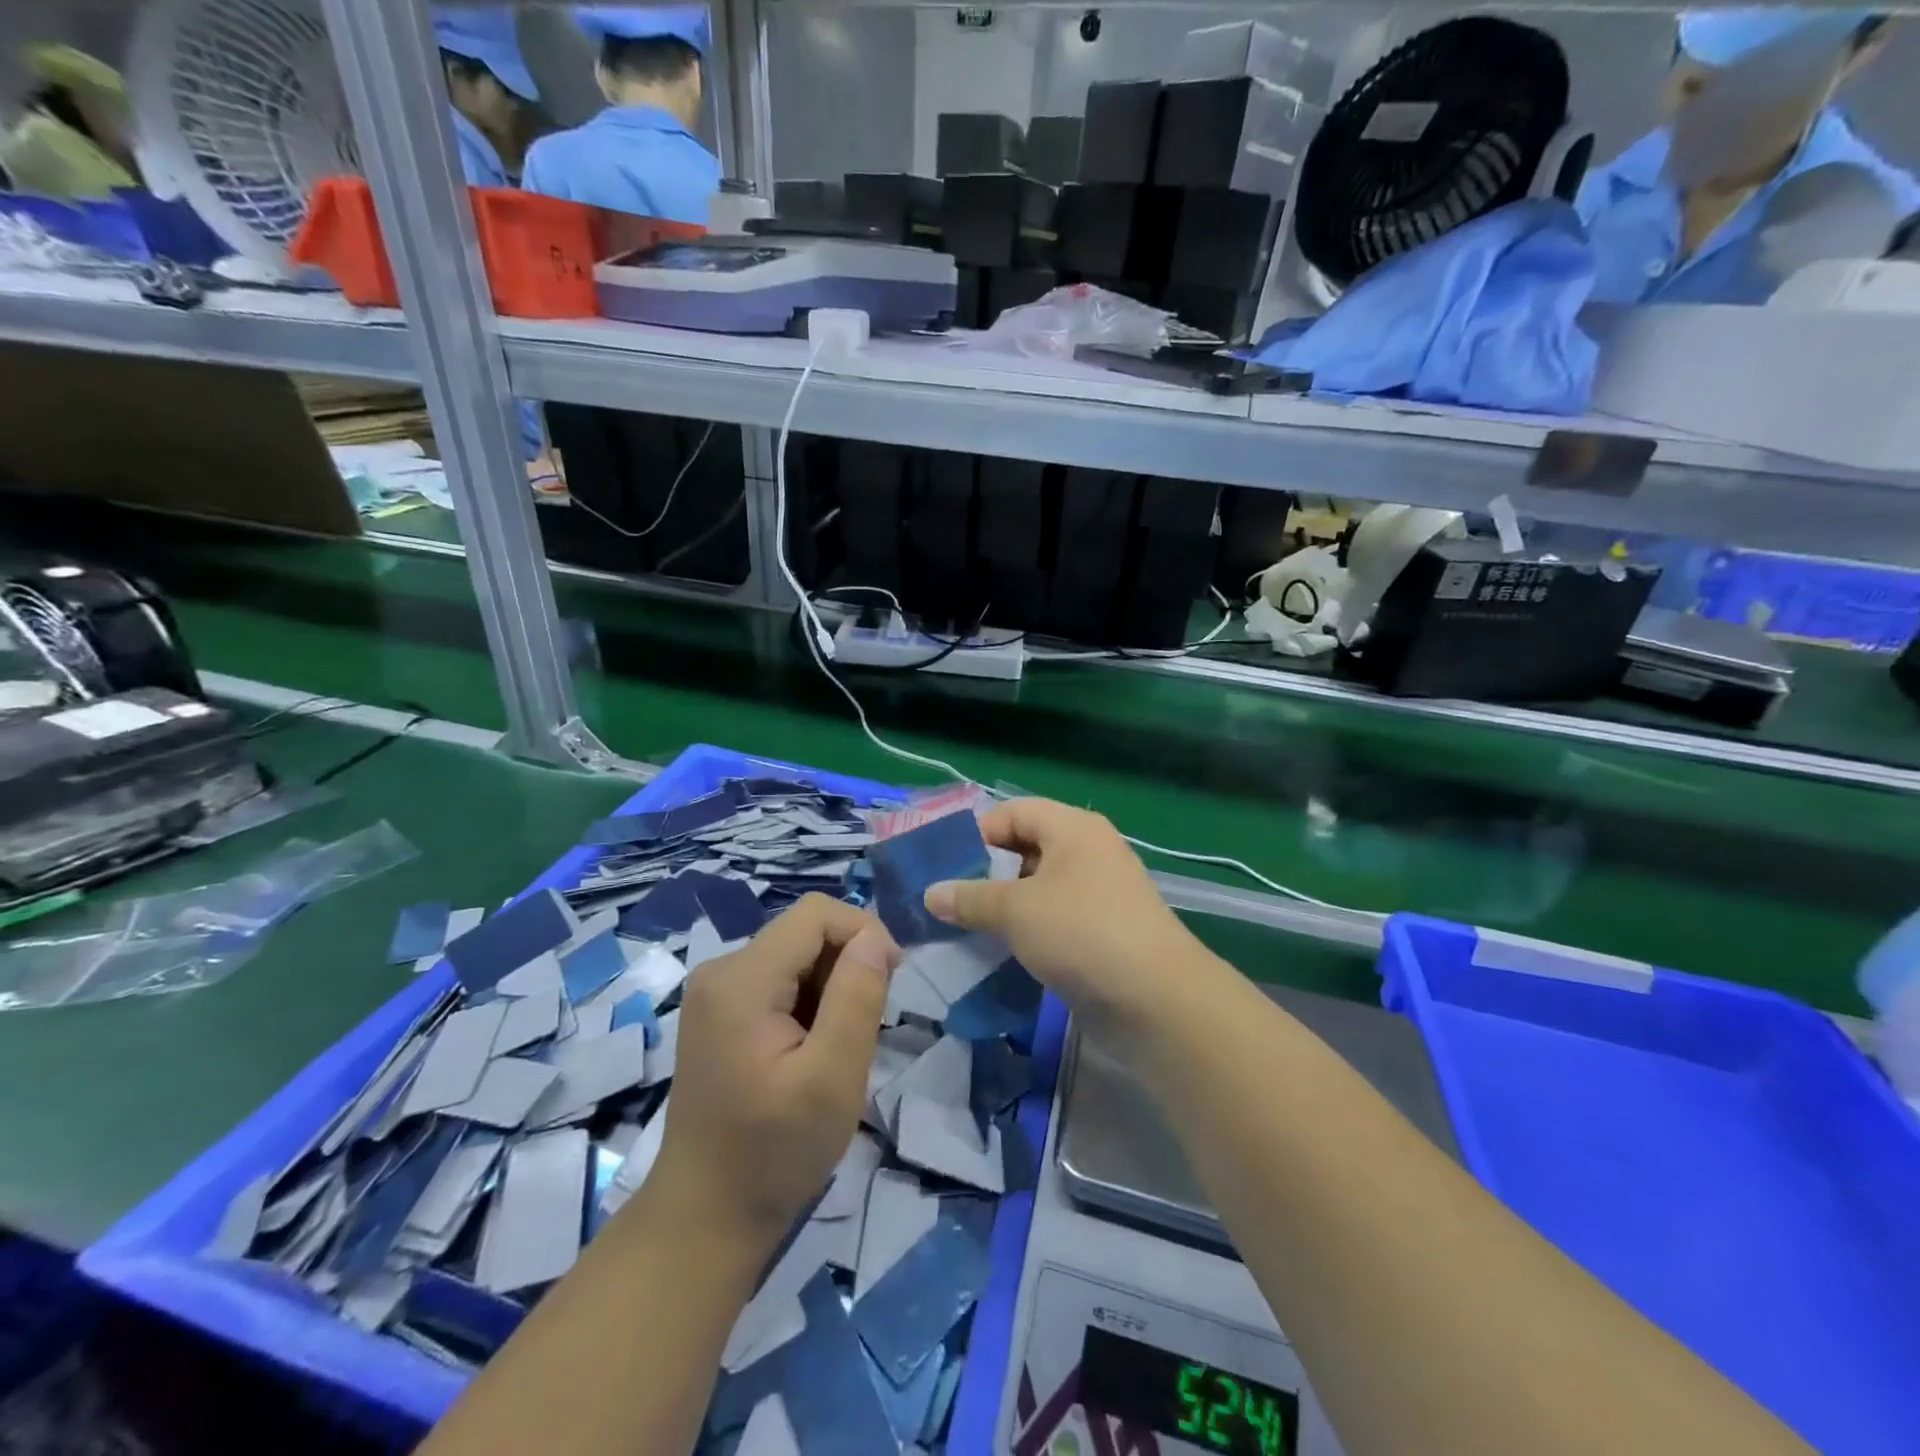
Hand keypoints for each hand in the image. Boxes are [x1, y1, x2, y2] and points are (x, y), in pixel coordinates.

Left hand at [650, 895, 899, 1249]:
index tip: (890, 983)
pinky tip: (811, 1050)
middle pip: (805, 932)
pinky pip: (779, 980)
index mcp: (741, 979)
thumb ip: (858, 996)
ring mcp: (716, 992)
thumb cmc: (774, 1153)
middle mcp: (721, 970)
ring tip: (836, 1046)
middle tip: (864, 1029)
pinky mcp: (720, 1012)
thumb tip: (875, 937)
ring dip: (831, 987)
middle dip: (847, 966)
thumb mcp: (833, 1077)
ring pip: (796, 955)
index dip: (864, 933)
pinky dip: (809, 1002)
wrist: (706, 1217)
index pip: (816, 913)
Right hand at [923, 799, 1197, 1023]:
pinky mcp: (1103, 929)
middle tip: (951, 901)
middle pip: (1026, 848)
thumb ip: (970, 898)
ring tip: (968, 929)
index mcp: (1072, 827)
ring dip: (1005, 905)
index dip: (977, 834)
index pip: (1014, 812)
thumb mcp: (1015, 911)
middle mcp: (1088, 850)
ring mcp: (1100, 891)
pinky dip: (1028, 929)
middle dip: (987, 873)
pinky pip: (1055, 917)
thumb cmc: (1081, 933)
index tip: (945, 868)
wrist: (1156, 999)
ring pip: (1039, 887)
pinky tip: (1002, 952)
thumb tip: (931, 893)